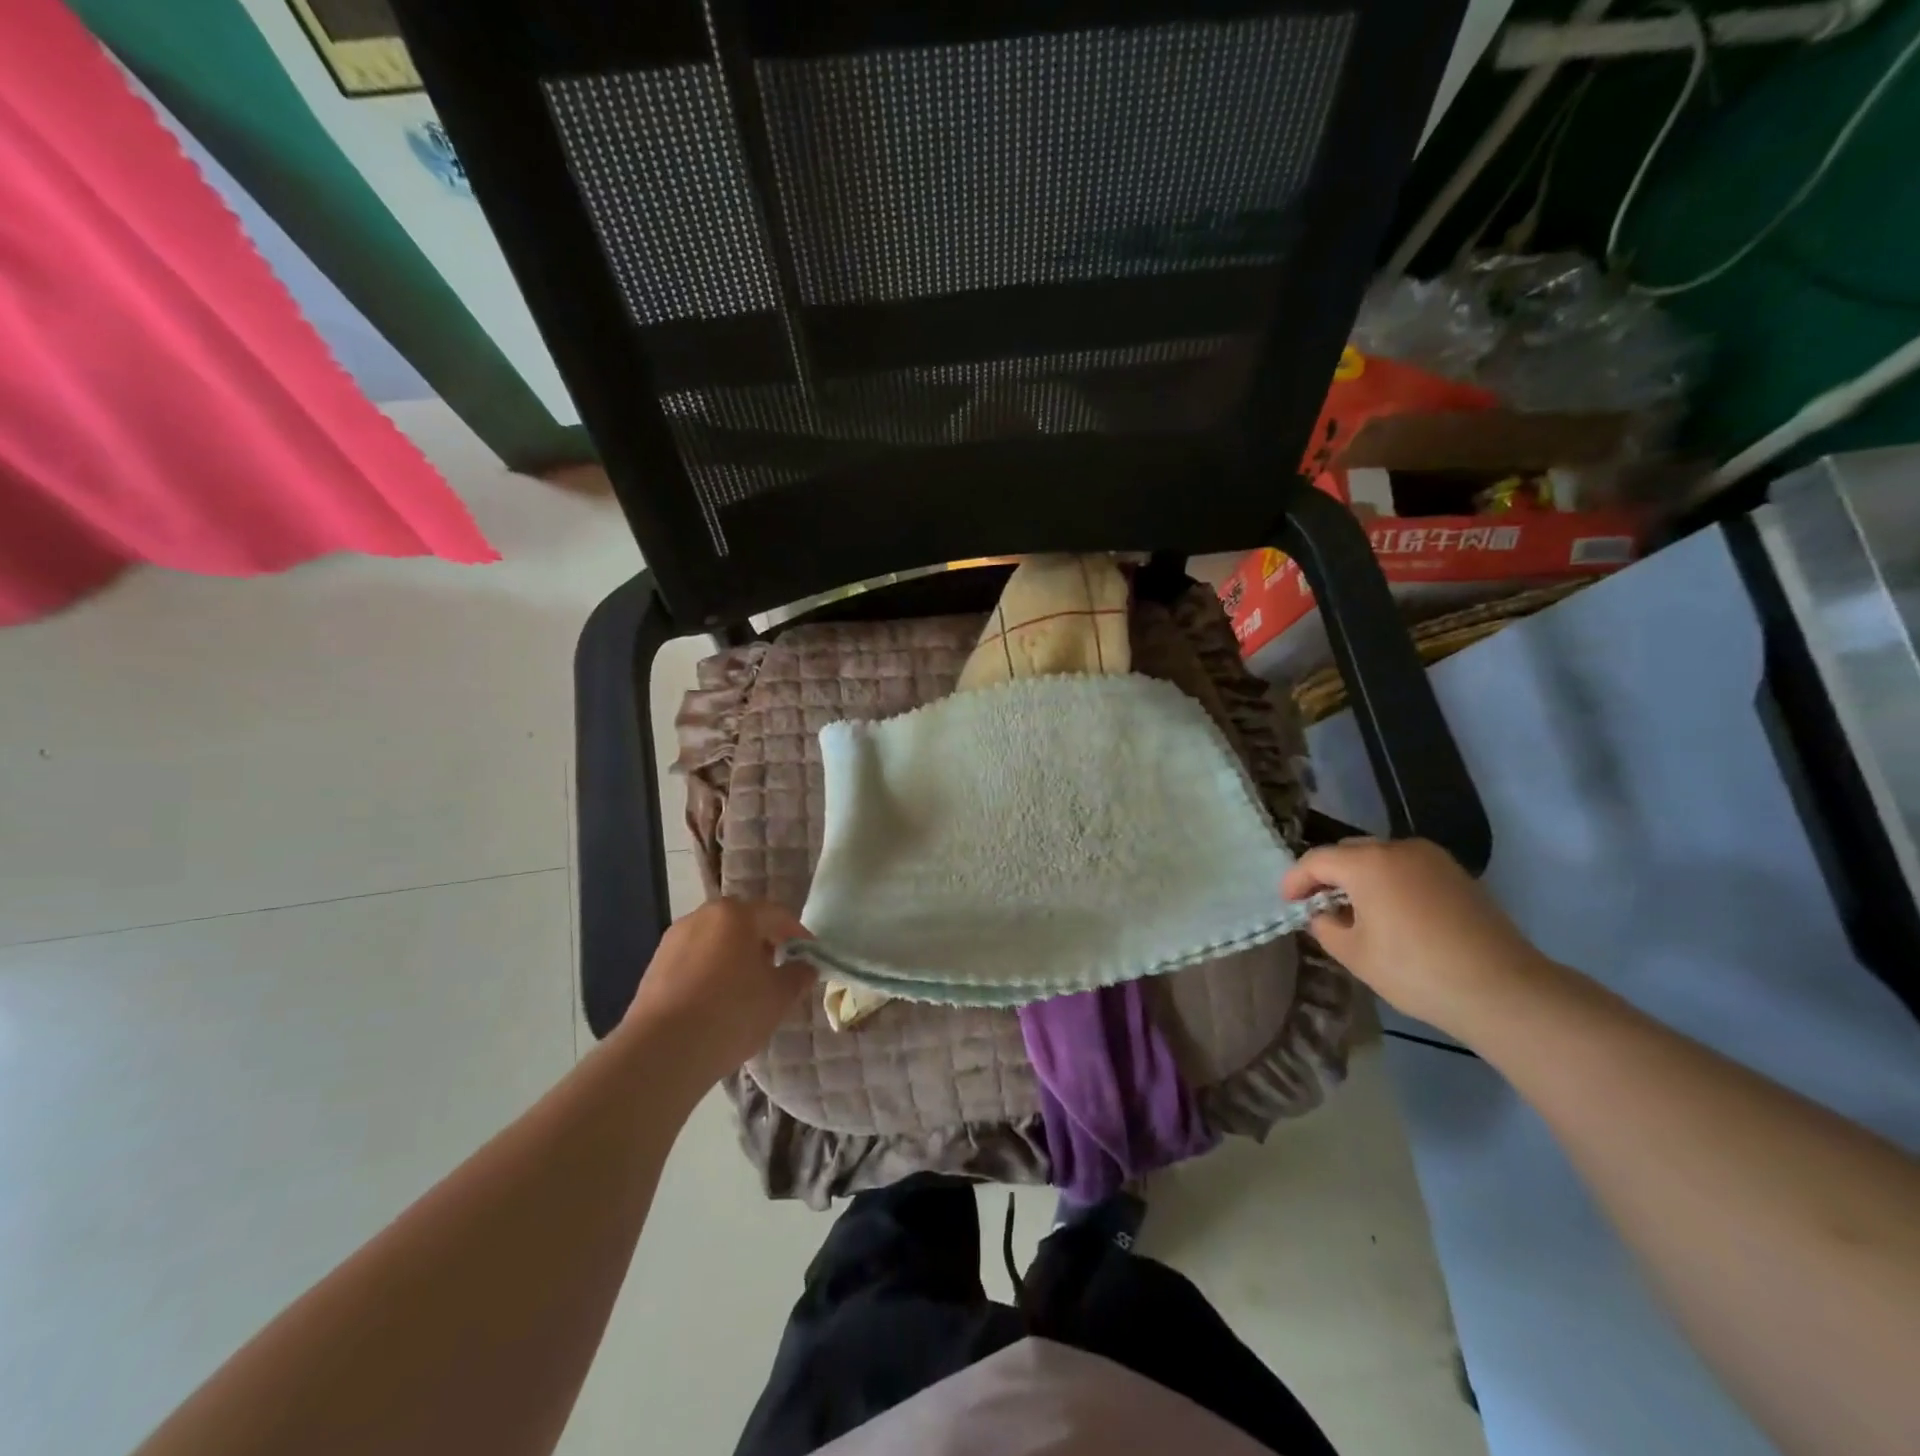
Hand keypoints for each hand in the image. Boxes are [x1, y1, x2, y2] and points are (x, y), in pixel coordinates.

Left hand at [621, 899, 815, 1085]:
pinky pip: (694, 960)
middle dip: (763, 942)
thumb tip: (806, 967)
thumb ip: (798, 976)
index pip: (776, 914)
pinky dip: (710, 971)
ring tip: (746, 988)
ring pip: (716, 940)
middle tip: (778, 968)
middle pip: (742, 922)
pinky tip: (716, 1001)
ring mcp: (674, 940)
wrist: (662, 1051)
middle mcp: (702, 917)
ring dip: (735, 956)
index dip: (798, 934)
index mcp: (736, 915)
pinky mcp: (655, 966)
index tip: (810, 955)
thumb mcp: (778, 997)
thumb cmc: (731, 1013)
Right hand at [1282, 838, 1553, 1036]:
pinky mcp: (1457, 874)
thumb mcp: (1354, 954)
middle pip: (1348, 852)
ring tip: (1356, 911)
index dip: (1295, 881)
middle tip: (1318, 906)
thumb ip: (1325, 926)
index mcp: (1367, 863)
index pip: (1316, 860)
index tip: (1287, 904)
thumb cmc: (1416, 970)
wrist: (1503, 990)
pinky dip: (1390, 882)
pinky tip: (1392, 914)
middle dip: (1328, 875)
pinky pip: (1408, 868)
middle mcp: (1398, 848)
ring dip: (1360, 878)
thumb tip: (1323, 914)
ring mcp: (1432, 859)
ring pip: (1380, 858)